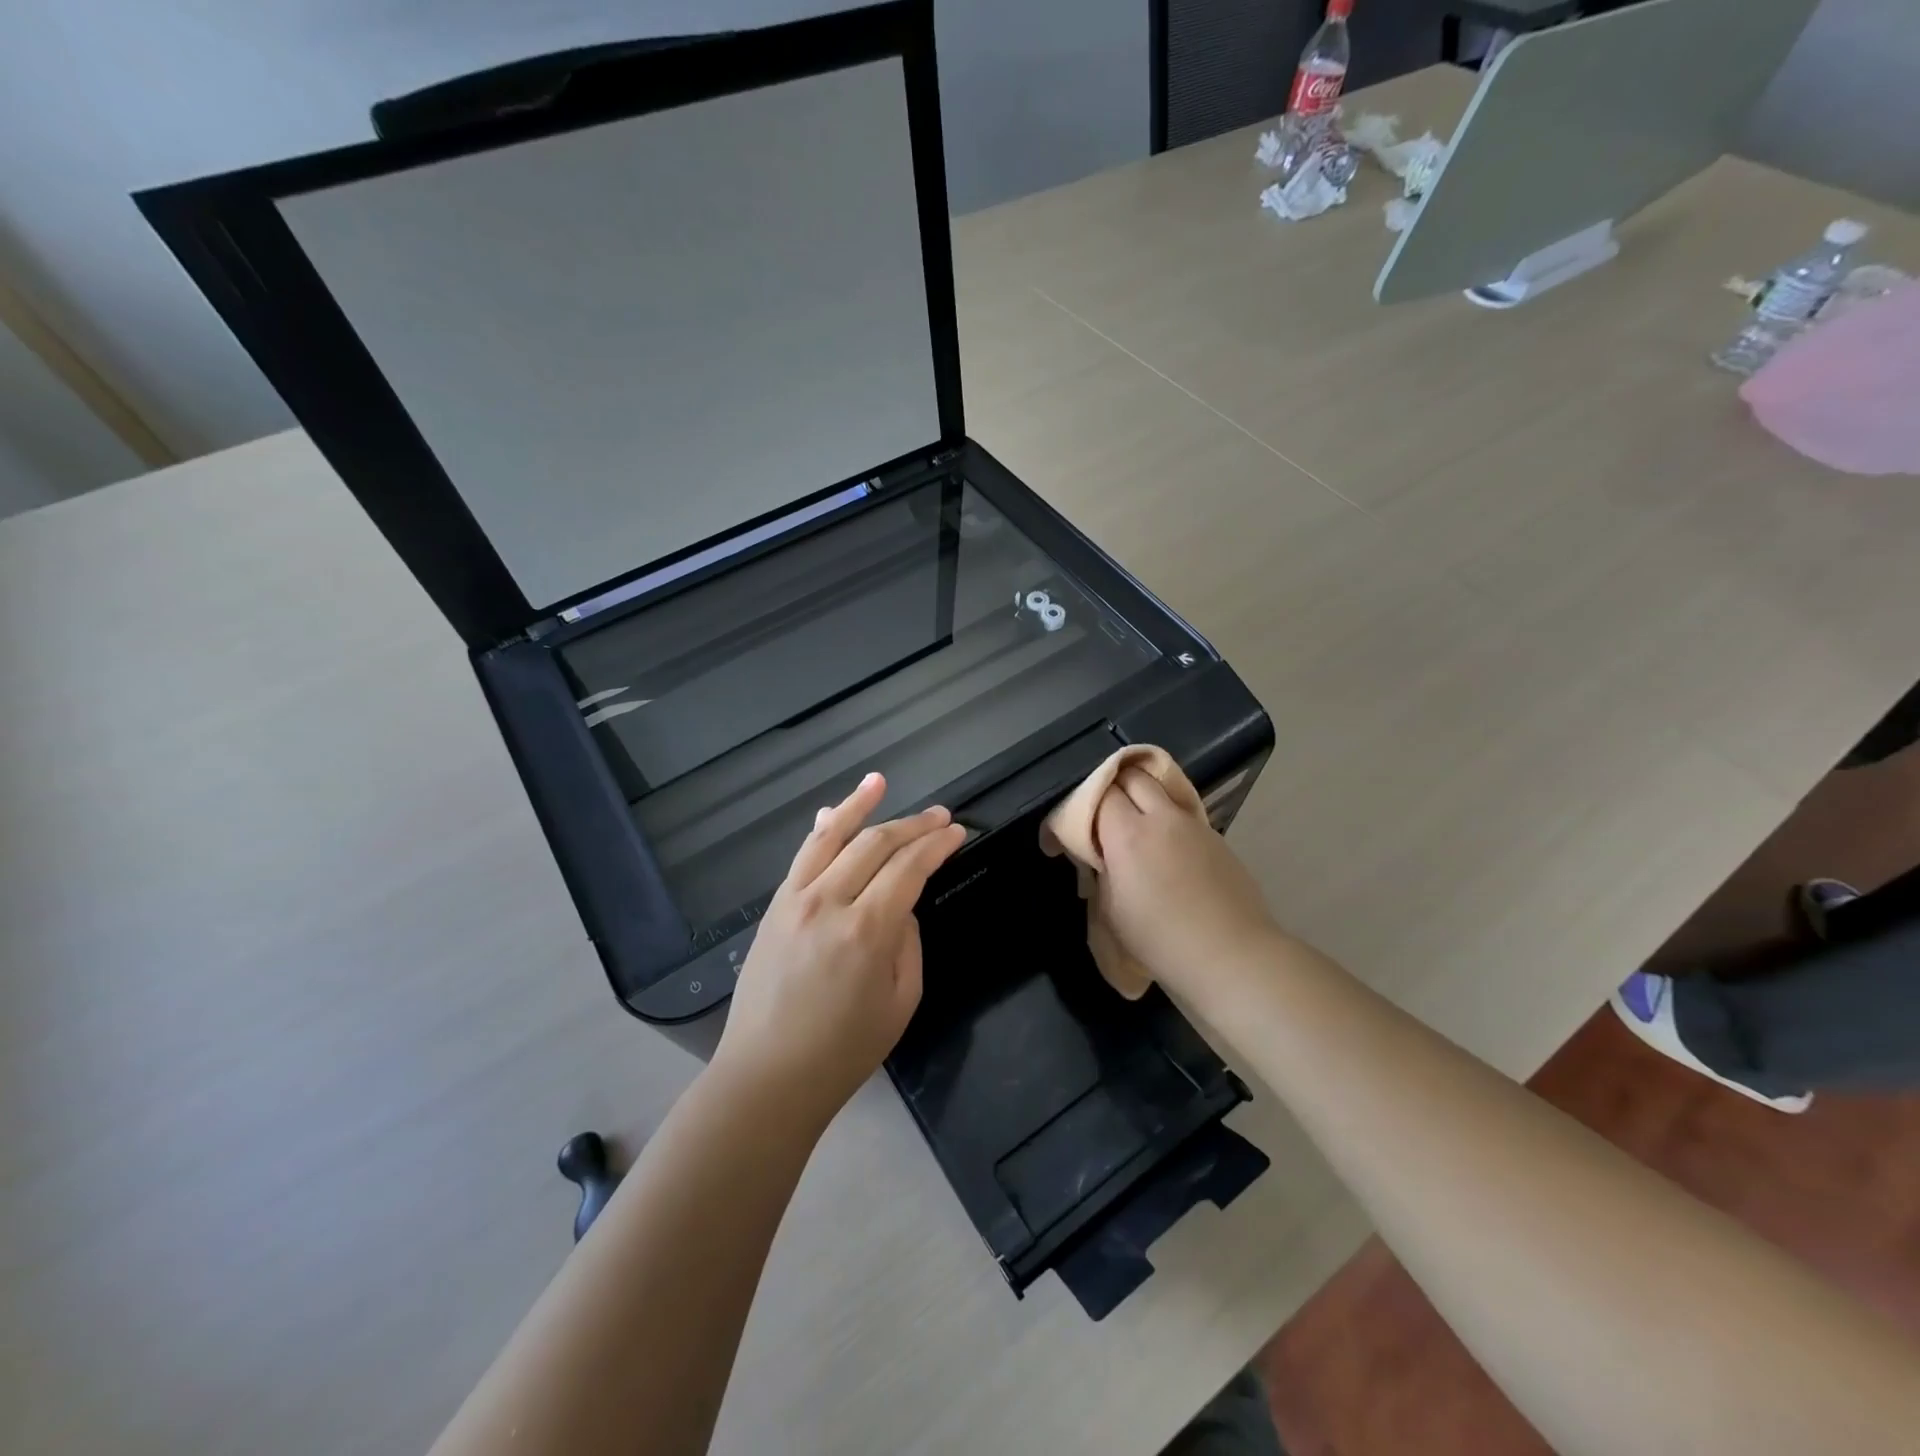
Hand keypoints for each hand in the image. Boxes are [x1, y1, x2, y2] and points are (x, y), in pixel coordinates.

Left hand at [713, 772, 966, 1127]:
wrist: (767, 1077)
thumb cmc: (843, 1051)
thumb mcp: (900, 1002)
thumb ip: (907, 942)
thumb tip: (901, 903)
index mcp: (867, 930)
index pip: (909, 867)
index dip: (937, 844)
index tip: (957, 831)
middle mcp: (829, 902)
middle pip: (876, 844)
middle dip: (912, 825)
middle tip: (939, 815)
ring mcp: (796, 900)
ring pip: (832, 837)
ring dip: (859, 805)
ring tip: (880, 781)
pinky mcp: (775, 907)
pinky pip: (802, 856)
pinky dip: (821, 829)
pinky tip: (833, 812)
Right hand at [1093, 768, 1282, 1005]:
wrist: (1232, 957)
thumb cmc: (1160, 941)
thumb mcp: (1110, 911)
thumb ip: (1100, 872)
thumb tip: (1099, 856)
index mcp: (1128, 833)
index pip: (1098, 793)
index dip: (1075, 809)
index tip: (1063, 838)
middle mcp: (1163, 817)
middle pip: (1132, 776)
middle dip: (1111, 789)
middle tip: (1100, 820)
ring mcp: (1194, 824)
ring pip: (1162, 788)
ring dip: (1142, 798)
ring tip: (1133, 827)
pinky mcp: (1217, 837)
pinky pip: (1183, 813)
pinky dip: (1167, 818)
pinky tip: (1166, 849)